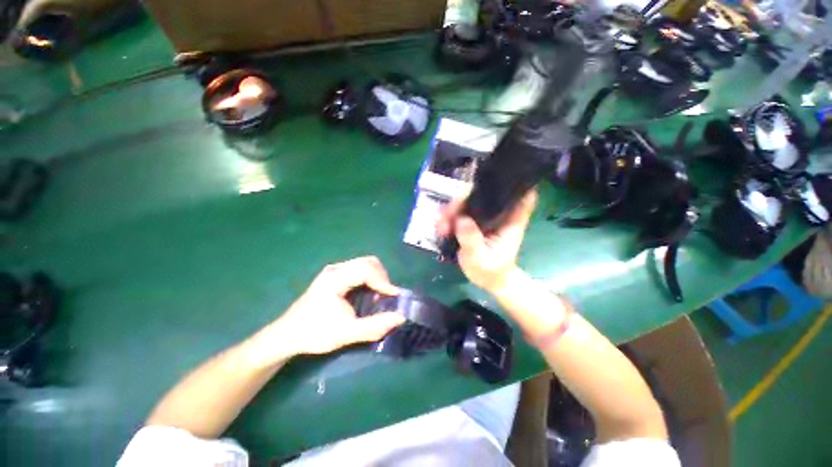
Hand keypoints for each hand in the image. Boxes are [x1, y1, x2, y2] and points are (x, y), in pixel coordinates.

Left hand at [262, 257, 405, 357]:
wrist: (287, 335)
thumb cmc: (314, 334)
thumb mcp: (346, 333)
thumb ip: (375, 326)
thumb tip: (401, 317)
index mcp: (335, 279)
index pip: (367, 270)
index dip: (384, 282)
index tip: (394, 297)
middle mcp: (336, 269)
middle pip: (368, 262)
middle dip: (382, 277)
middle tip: (387, 296)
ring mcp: (335, 270)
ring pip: (365, 264)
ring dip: (377, 277)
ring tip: (379, 296)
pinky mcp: (335, 275)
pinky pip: (360, 269)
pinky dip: (370, 278)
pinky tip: (368, 294)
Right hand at [437, 190, 537, 292]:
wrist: (490, 280)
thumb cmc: (491, 271)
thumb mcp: (480, 259)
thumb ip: (472, 240)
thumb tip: (461, 220)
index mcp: (510, 221)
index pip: (520, 195)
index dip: (512, 181)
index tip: (494, 176)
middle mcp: (498, 214)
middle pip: (483, 193)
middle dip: (462, 199)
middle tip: (447, 216)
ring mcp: (485, 217)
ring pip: (468, 202)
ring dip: (451, 210)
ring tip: (441, 227)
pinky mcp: (474, 221)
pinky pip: (460, 212)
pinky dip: (449, 217)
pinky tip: (441, 228)